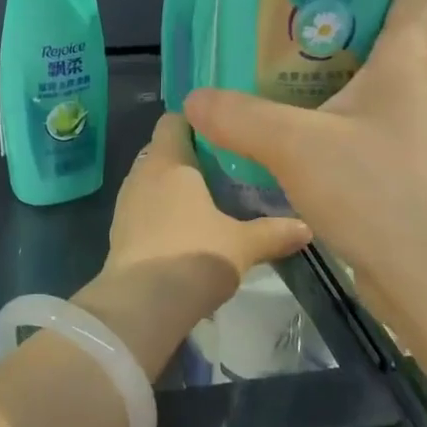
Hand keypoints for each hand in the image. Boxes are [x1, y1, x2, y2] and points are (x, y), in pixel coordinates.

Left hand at [69, 112, 311, 381]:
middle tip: (227, 170)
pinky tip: (187, 232)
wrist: (141, 306)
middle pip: (165, 149)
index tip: (225, 134)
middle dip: (192, 157)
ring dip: (176, 187)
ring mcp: (126, 201)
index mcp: (169, 160)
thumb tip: (306, 226)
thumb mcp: (243, 244)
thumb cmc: (194, 256)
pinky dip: (162, 212)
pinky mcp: (119, 231)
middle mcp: (142, 172)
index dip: (197, 121)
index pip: (174, 119)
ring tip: (210, 202)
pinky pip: (144, 207)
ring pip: (154, 180)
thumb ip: (274, 232)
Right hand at [184, 0, 426, 295]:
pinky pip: (369, 118)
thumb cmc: (378, 188)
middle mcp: (421, 84)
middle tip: (285, 17)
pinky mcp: (408, 165)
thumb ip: (238, 115)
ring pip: (376, 77)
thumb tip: (193, 99)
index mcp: (409, 57)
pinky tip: (295, 126)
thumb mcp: (294, 144)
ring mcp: (418, 128)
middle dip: (338, 16)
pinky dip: (335, 111)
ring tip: (279, 66)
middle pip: (390, 28)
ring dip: (333, 68)